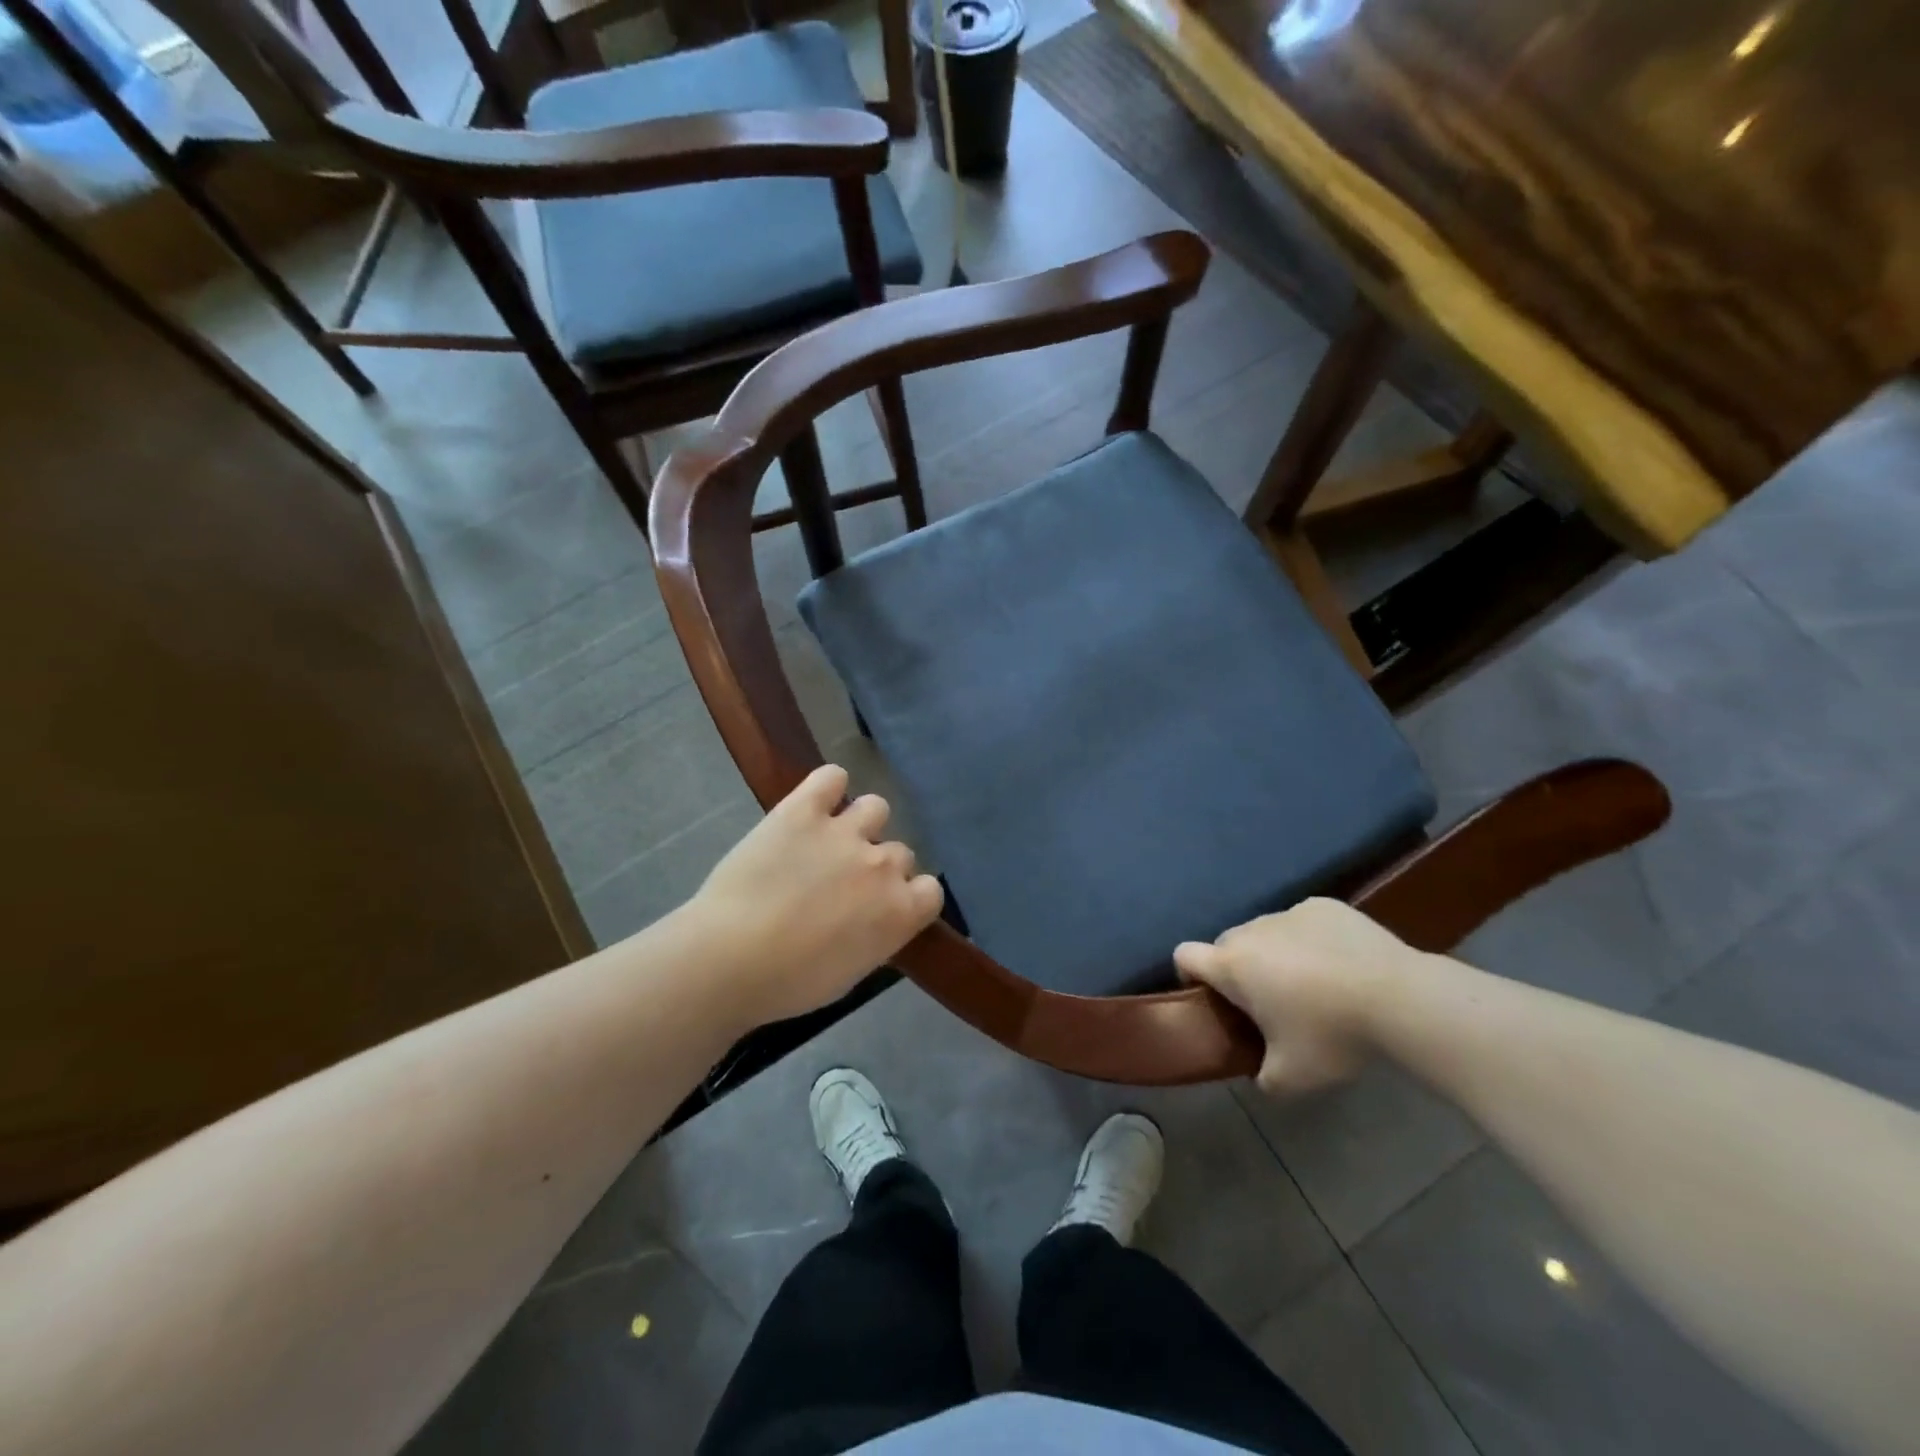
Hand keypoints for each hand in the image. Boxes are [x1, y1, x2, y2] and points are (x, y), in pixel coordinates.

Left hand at [687, 764, 942, 1028]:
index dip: (909, 896)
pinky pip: (831, 777)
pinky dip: (828, 786)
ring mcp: (845, 832)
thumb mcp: (850, 973)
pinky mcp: (803, 810)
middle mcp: (883, 865)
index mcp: (900, 911)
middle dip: (877, 866)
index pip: (931, 890)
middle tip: (842, 884)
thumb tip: (873, 920)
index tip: (884, 907)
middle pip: (900, 853)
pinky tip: (817, 801)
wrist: (730, 959)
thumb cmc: (789, 983)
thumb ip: (876, 937)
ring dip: (861, 824)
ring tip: (830, 840)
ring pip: (876, 808)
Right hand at [1174, 898, 1419, 1095]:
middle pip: (1227, 944)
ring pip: (1267, 932)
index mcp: (1232, 966)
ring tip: (1314, 983)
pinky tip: (1341, 963)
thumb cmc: (1332, 1035)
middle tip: (1270, 1002)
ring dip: (1275, 953)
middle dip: (1239, 969)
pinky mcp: (1324, 905)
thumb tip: (1260, 1075)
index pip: (1184, 955)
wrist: (1400, 998)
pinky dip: (1311, 939)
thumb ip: (1262, 1078)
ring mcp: (1289, 913)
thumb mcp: (1291, 1078)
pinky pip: (1303, 922)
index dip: (1189, 975)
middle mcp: (1251, 930)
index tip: (1213, 999)